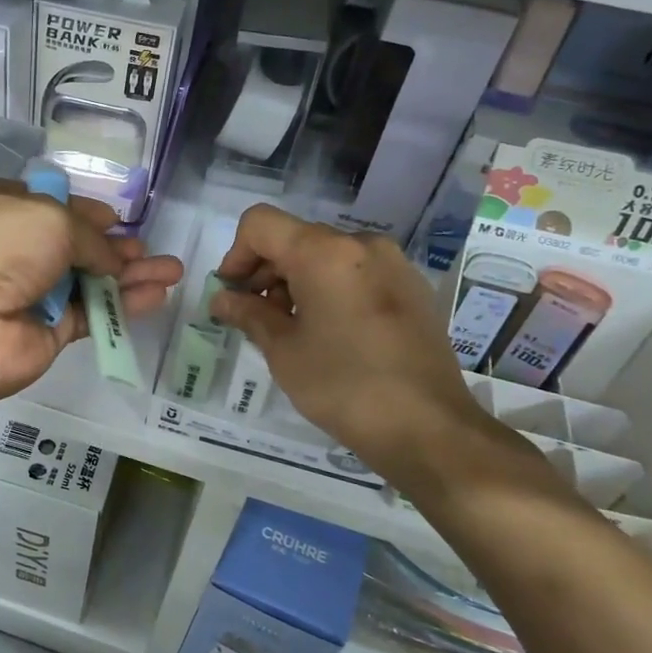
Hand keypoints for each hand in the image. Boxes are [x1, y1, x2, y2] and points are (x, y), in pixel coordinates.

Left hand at [0, 179, 183, 403]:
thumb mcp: (50, 217)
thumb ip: (90, 237)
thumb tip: (110, 258)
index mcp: (0, 207)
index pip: (49, 205)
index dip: (85, 211)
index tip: (115, 218)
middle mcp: (13, 248)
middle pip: (75, 245)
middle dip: (114, 246)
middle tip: (149, 250)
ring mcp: (30, 292)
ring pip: (89, 281)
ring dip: (130, 275)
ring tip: (173, 271)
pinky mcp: (48, 332)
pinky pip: (92, 314)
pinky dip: (124, 305)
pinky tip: (157, 295)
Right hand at [211, 205, 539, 502]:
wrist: (430, 428)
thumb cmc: (344, 386)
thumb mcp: (284, 351)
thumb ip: (249, 314)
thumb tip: (222, 298)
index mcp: (325, 252)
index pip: (261, 224)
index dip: (236, 255)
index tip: (232, 294)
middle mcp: (361, 245)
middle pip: (295, 238)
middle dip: (265, 271)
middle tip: (255, 317)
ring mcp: (392, 264)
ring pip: (326, 255)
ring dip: (297, 281)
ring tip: (292, 330)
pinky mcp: (412, 288)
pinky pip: (356, 273)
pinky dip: (330, 289)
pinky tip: (329, 333)